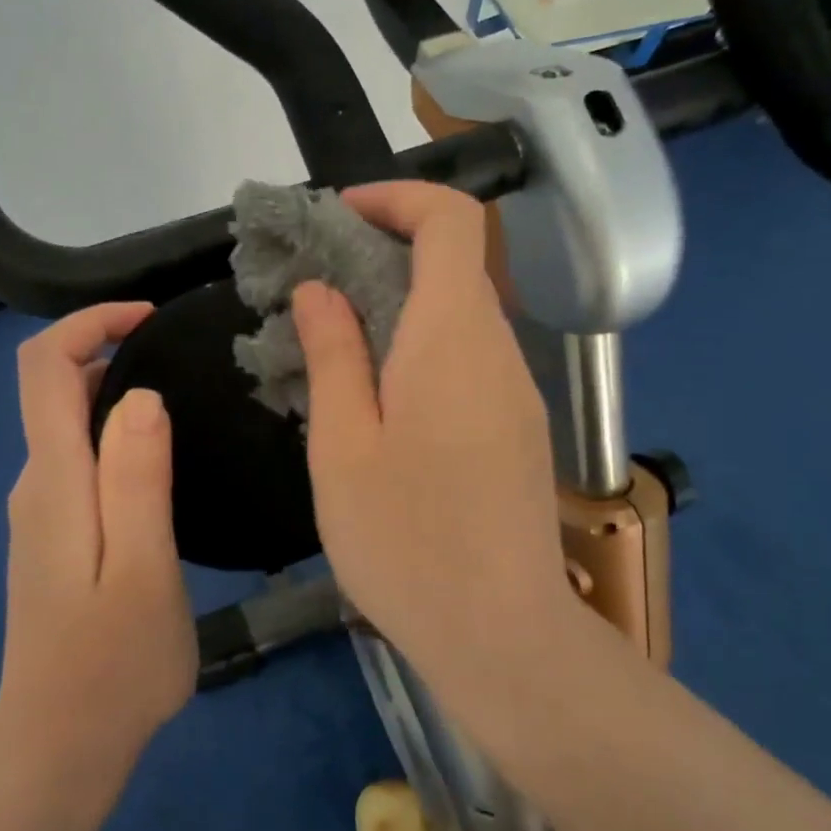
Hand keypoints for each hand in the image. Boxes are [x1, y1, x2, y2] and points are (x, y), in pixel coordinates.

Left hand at [0, 304, 195, 779]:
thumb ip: (137, 478)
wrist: (59, 747)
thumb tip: (139, 395)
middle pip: (55, 389)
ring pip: (71, 427)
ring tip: (190, 405)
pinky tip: (165, 465)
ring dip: (119, 397)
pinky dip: (117, 438)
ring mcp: (41, 514)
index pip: (43, 368)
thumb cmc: (113, 664)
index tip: (151, 319)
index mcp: (55, 481)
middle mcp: (37, 485)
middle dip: (113, 353)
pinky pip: (81, 463)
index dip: (89, 323)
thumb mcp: (143, 568)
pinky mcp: (55, 540)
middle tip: (190, 363)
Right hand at [293, 182, 573, 684]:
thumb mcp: (344, 446)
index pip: (451, 220)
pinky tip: (377, 402)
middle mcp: (497, 350)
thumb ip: (334, 355)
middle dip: (383, 256)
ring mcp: (514, 393)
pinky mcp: (516, 430)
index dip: (397, 197)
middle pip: (454, 265)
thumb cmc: (407, 540)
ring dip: (399, 309)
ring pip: (459, 317)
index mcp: (453, 338)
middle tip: (314, 291)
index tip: (338, 218)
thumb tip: (322, 290)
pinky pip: (468, 361)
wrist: (501, 633)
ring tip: (333, 348)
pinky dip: (421, 350)